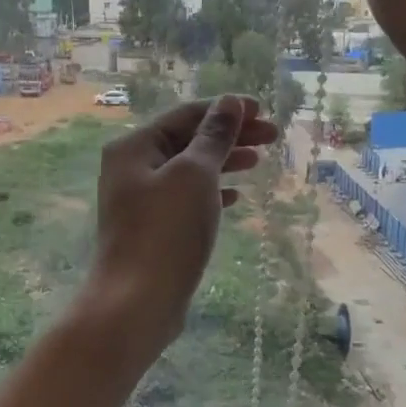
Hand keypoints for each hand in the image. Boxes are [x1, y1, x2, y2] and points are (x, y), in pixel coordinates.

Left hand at [81, 96, 278, 350]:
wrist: (136, 303)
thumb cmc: (166, 232)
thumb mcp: (195, 175)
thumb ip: (214, 136)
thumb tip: (229, 103)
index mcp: (134, 147)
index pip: (186, 115)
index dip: (226, 110)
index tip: (264, 112)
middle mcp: (132, 168)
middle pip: (187, 140)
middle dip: (230, 136)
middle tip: (273, 137)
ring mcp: (140, 201)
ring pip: (189, 170)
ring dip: (224, 162)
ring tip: (258, 161)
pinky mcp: (152, 230)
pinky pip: (185, 199)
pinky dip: (211, 192)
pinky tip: (235, 197)